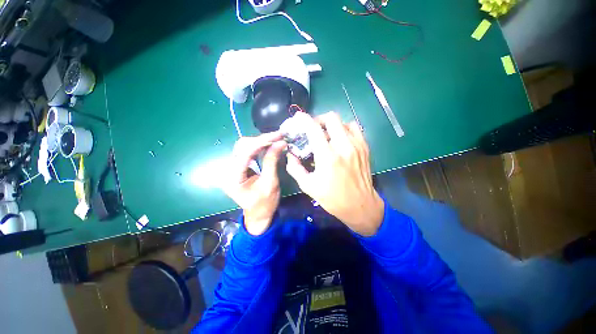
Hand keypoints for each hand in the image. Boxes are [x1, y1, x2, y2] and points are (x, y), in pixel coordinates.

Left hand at [222, 132, 286, 235]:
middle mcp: (227, 170)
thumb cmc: (265, 203)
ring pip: (244, 146)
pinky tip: (268, 145)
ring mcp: (231, 167)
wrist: (258, 215)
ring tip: (276, 139)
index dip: (262, 141)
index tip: (278, 136)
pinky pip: (246, 151)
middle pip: (242, 146)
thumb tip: (280, 143)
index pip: (245, 152)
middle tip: (279, 136)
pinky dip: (258, 146)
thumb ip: (272, 161)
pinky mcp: (237, 167)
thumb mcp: (270, 183)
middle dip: (262, 139)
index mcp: (232, 178)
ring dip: (260, 141)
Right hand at [286, 112, 383, 235]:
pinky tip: (340, 140)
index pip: (314, 129)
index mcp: (328, 157)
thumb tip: (290, 155)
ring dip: (332, 125)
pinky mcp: (365, 148)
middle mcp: (344, 147)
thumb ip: (295, 168)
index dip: (304, 120)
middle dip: (319, 120)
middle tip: (313, 129)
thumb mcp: (308, 186)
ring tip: (327, 135)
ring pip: (344, 122)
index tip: (298, 117)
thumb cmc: (332, 198)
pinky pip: (355, 129)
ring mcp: (357, 145)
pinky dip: (344, 130)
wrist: (360, 205)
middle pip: (331, 118)